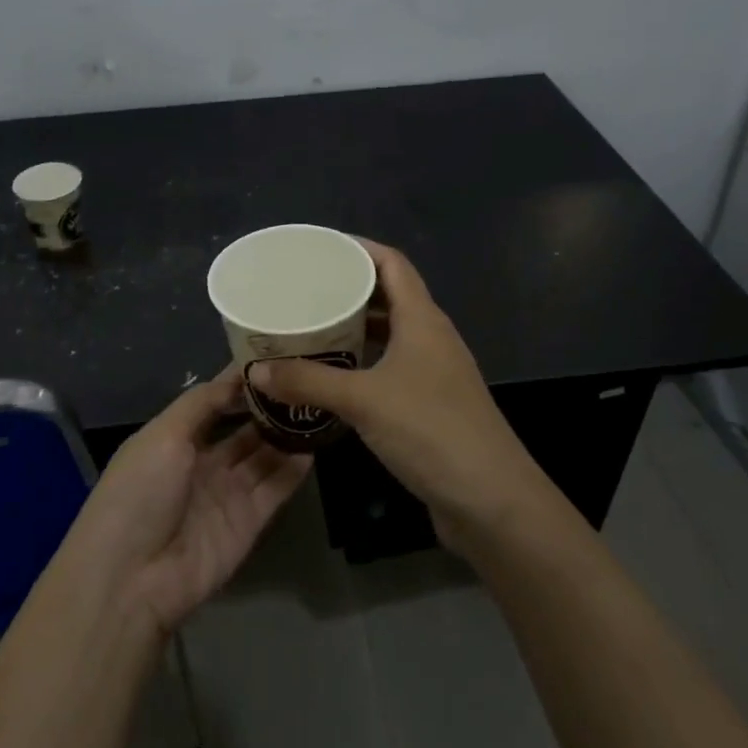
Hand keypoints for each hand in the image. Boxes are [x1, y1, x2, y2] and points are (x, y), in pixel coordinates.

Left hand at [63, 368, 311, 634]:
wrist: (133, 577)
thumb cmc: (139, 493)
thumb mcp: (163, 435)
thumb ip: (201, 403)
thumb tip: (237, 375)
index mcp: (174, 439)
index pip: (214, 402)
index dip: (240, 381)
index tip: (274, 354)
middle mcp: (203, 463)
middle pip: (244, 428)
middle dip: (271, 406)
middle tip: (307, 378)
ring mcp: (228, 493)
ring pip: (265, 455)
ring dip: (287, 433)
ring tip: (320, 403)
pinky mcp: (249, 521)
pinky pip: (276, 487)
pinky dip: (295, 467)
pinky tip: (316, 442)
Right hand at [245, 241, 541, 545]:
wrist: (491, 500)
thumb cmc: (431, 432)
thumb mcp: (363, 400)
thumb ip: (308, 381)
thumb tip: (256, 370)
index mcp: (423, 320)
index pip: (392, 264)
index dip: (358, 248)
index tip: (319, 248)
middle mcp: (431, 338)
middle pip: (389, 297)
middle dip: (348, 290)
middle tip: (302, 292)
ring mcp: (435, 373)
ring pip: (389, 336)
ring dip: (354, 331)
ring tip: (310, 330)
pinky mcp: (431, 405)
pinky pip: (390, 368)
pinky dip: (362, 365)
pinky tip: (333, 380)